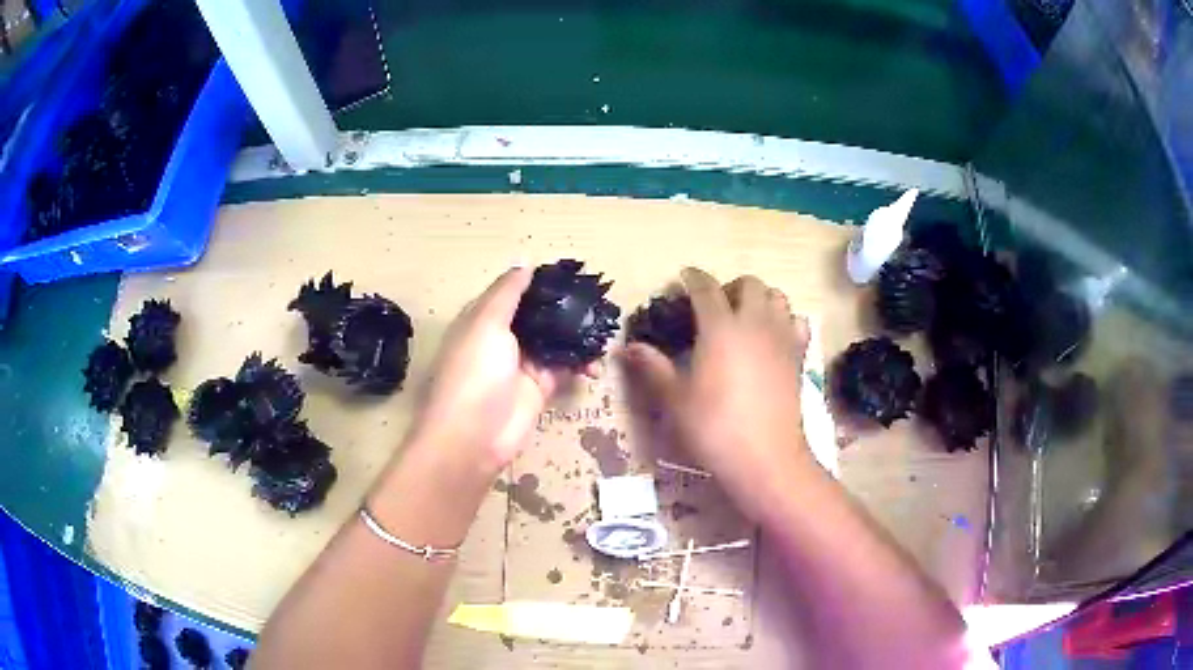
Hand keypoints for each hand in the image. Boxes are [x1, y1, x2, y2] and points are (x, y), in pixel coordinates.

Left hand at [408, 267, 583, 475]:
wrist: (473, 436)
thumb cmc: (474, 371)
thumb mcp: (486, 322)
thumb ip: (508, 292)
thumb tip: (525, 263)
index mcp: (483, 317)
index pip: (514, 291)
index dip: (540, 281)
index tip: (572, 273)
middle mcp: (502, 337)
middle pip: (538, 315)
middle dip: (565, 307)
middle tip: (598, 300)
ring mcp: (522, 363)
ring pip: (555, 340)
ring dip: (577, 335)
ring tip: (602, 329)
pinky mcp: (540, 387)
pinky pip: (565, 367)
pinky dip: (581, 363)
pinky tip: (595, 363)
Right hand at [623, 268, 813, 521]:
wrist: (766, 457)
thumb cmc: (714, 428)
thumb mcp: (675, 400)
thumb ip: (653, 368)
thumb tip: (629, 347)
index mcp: (720, 328)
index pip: (706, 288)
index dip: (693, 278)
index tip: (684, 278)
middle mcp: (755, 323)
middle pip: (750, 284)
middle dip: (731, 286)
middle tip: (715, 306)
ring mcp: (781, 338)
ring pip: (777, 297)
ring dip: (760, 299)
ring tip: (745, 318)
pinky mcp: (798, 357)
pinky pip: (797, 322)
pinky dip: (785, 320)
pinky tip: (773, 338)